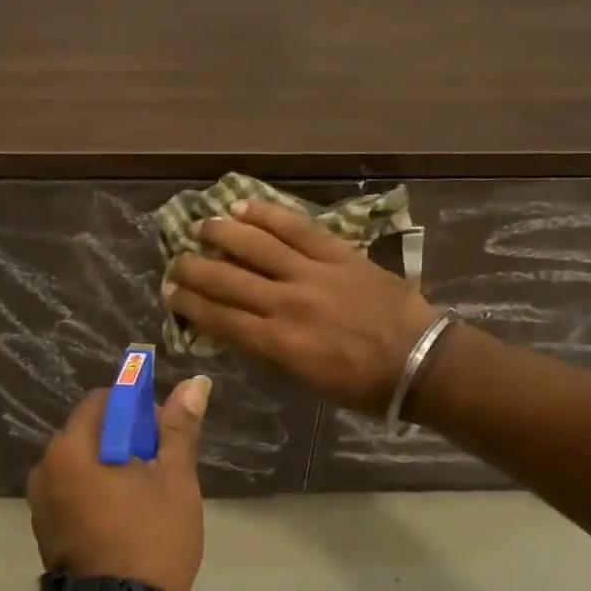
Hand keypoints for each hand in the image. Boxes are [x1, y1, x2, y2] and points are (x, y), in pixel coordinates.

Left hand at [25, 377, 211, 590]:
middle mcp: (45, 470)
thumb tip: (195, 382)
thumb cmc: (150, 539)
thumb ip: (179, 428)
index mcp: (70, 449)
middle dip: (126, 439)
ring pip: (83, 466)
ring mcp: (41, 505)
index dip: (136, 407)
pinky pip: (74, 494)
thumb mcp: (174, 479)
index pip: (102, 401)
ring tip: (147, 495)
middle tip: (161, 465)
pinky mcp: (46, 533)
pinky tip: (126, 518)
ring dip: (113, 468)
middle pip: (91, 433)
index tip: (162, 433)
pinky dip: (97, 494)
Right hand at [162, 199, 439, 414]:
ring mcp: (312, 273)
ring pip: (256, 245)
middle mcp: (286, 302)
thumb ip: (271, 351)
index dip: (190, 304)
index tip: (171, 293)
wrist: (419, 361)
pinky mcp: (337, 253)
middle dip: (194, 269)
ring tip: (202, 226)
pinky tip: (245, 206)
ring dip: (222, 233)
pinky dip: (267, 214)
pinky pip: (296, 227)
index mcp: (278, 342)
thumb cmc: (362, 383)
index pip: (220, 318)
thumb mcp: (307, 380)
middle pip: (227, 279)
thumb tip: (241, 329)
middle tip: (176, 261)